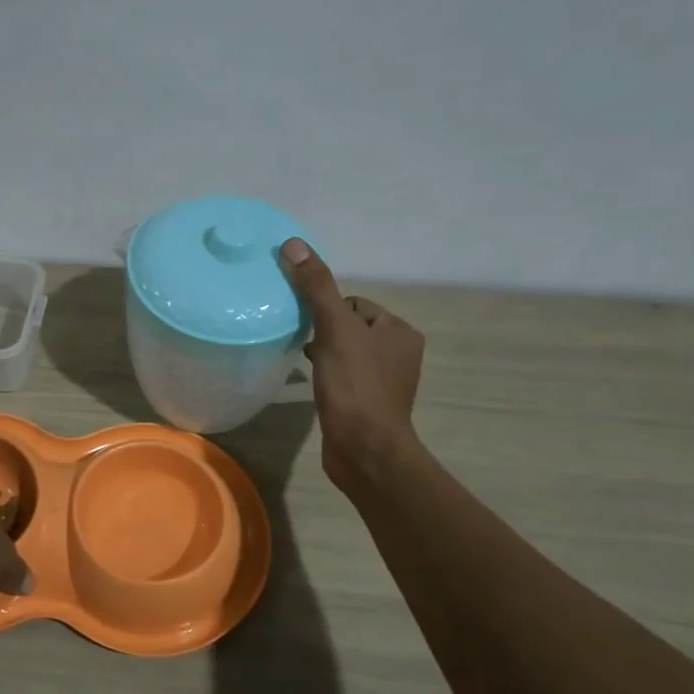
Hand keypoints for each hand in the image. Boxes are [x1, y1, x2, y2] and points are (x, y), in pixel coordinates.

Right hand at [281, 238, 425, 497]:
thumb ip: (316, 287)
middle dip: (323, 331)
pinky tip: (311, 384)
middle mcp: (398, 354)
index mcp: (400, 332)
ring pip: (344, 352)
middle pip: (348, 326)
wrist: (364, 450)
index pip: (355, 304)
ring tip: (303, 361)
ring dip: (323, 353)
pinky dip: (326, 375)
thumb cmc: (355, 386)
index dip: (327, 310)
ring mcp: (384, 382)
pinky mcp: (367, 404)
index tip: (308, 326)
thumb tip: (294, 244)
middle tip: (300, 341)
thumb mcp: (334, 329)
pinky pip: (343, 377)